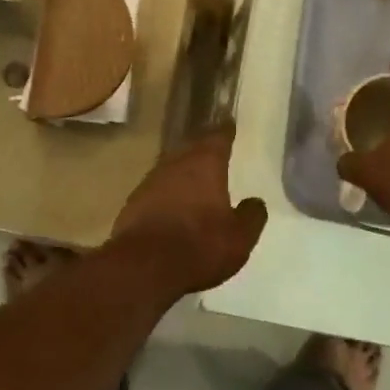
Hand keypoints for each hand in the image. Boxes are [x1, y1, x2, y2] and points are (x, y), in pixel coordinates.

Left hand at [110, 125, 267, 297]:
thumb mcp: (239, 237)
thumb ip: (251, 216)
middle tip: (214, 149)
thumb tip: (255, 202)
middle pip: (192, 148)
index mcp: (205, 164)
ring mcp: (151, 181)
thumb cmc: (200, 245)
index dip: (226, 131)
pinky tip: (172, 204)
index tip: (230, 124)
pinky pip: (157, 189)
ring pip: (172, 167)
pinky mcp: (134, 202)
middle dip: (203, 148)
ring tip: (195, 177)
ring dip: (183, 171)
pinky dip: (168, 192)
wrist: (144, 266)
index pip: (218, 137)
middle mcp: (176, 164)